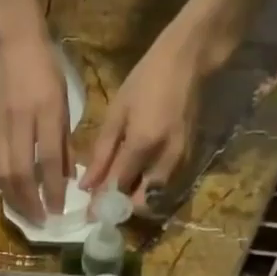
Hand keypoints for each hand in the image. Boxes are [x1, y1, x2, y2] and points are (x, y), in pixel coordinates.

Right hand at [0, 27, 71, 223]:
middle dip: (30, 202)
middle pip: (21, 174)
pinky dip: (5, 183)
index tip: (58, 210)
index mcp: (45, 112)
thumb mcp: (63, 99)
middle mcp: (21, 122)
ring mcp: (1, 126)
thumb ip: (64, 139)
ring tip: (25, 213)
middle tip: (40, 220)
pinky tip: (13, 194)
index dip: (53, 190)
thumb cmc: (44, 67)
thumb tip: (67, 175)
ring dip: (15, 198)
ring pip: (4, 173)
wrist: (9, 40)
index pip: (49, 161)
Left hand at [82, 19, 215, 207]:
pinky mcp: (189, 158)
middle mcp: (165, 159)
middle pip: (141, 202)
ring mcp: (181, 161)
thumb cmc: (147, 79)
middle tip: (105, 200)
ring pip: (156, 198)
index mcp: (143, 144)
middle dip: (122, 207)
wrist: (189, 60)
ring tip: (118, 188)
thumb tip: (87, 186)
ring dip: (136, 200)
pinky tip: (136, 175)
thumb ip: (102, 154)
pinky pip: (166, 185)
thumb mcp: (117, 112)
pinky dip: (149, 188)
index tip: (89, 214)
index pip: (118, 188)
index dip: (102, 204)